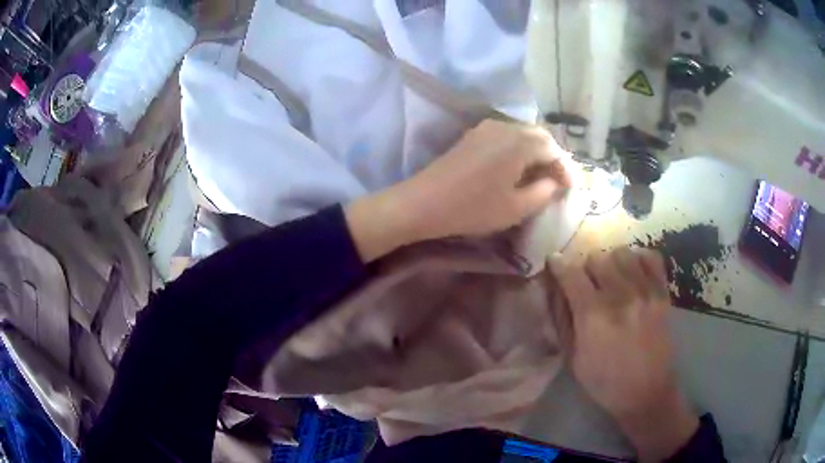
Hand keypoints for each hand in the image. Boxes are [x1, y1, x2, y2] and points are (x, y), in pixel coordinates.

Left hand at [346, 120, 571, 261]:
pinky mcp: (473, 135)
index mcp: (519, 142)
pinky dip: (519, 150)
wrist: (424, 202)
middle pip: (539, 136)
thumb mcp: (517, 207)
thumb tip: (555, 182)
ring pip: (522, 134)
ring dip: (536, 152)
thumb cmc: (473, 208)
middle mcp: (505, 127)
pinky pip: (506, 136)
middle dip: (553, 157)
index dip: (565, 168)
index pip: (553, 149)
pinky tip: (518, 168)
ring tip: (541, 176)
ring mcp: (486, 128)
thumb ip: (544, 192)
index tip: (570, 188)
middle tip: (558, 181)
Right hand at [550, 248, 698, 461]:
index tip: (554, 261)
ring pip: (622, 253)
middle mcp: (620, 297)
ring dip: (611, 262)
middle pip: (597, 258)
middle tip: (587, 283)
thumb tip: (557, 291)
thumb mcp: (574, 359)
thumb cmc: (605, 382)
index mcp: (593, 317)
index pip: (571, 274)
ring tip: (612, 278)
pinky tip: (634, 273)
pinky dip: (639, 259)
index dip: (558, 264)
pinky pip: (651, 258)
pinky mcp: (662, 294)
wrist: (646, 393)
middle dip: (586, 268)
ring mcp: (645, 292)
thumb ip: (565, 322)